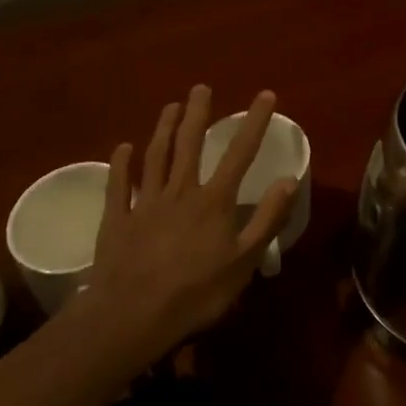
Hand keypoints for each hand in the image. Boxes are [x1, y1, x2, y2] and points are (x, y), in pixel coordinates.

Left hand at [74, 85, 297, 370]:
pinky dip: (121, 164)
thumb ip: (266, 219)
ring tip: (170, 105)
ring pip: (155, 156)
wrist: (131, 317)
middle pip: (190, 144)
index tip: (265, 94)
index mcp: (213, 201)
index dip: (254, 122)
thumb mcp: (244, 262)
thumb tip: (289, 180)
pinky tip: (122, 147)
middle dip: (198, 113)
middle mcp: (180, 192)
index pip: (240, 153)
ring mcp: (145, 203)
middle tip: (200, 87)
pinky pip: (119, 185)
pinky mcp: (117, 220)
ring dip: (163, 129)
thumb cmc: (196, 294)